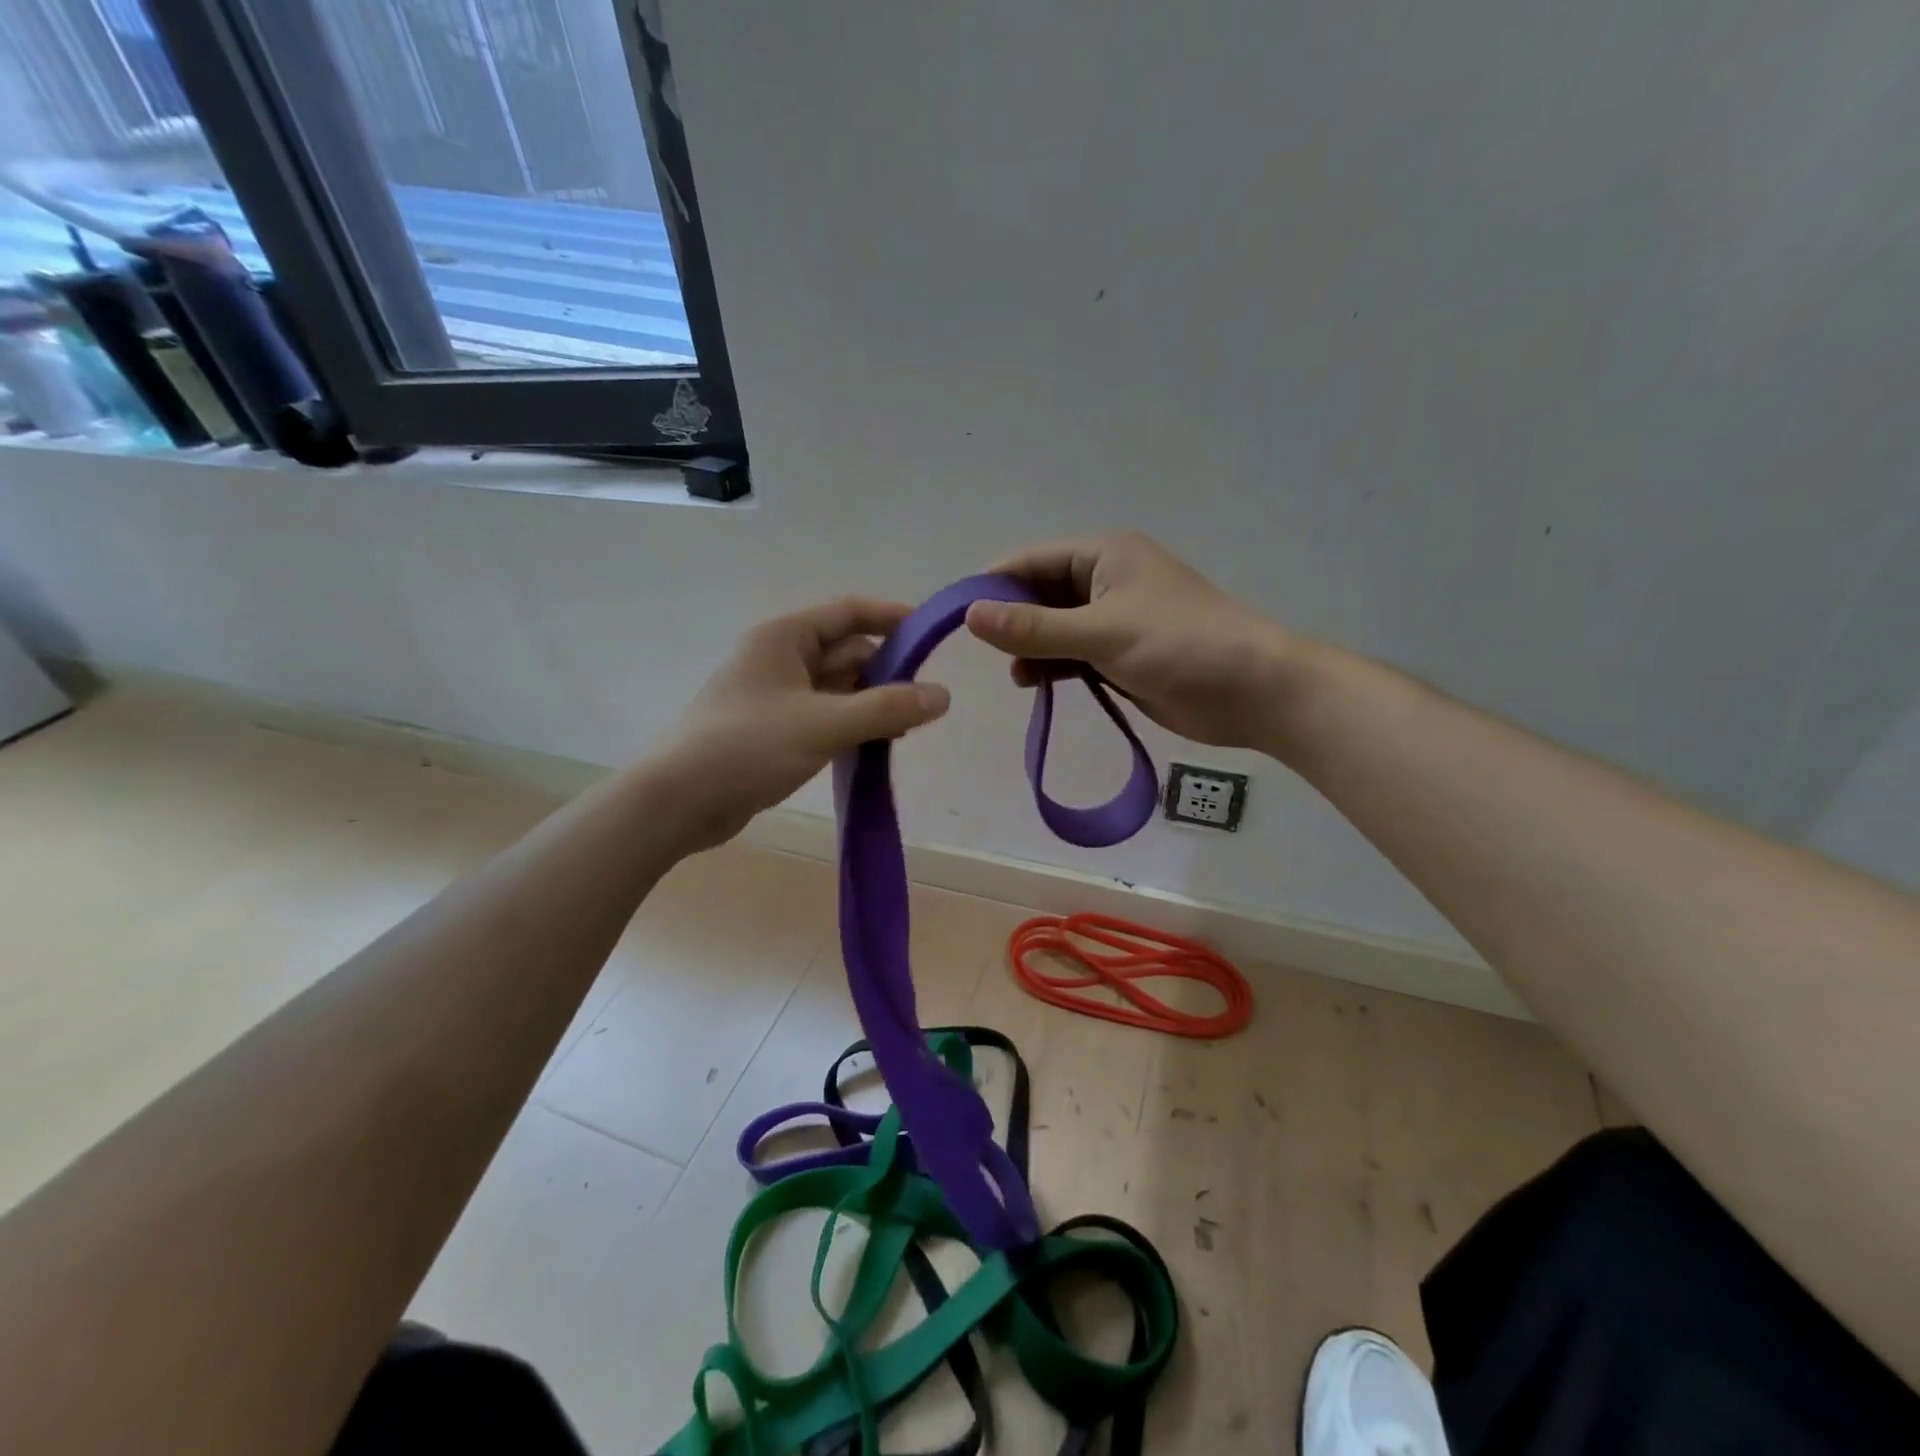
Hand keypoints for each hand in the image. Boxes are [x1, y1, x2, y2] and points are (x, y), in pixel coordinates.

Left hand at [654, 597, 949, 851]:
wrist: (679, 801)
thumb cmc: (748, 747)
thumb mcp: (823, 724)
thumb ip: (886, 708)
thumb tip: (943, 694)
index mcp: (785, 637)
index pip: (849, 612)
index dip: (892, 618)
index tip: (932, 636)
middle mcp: (780, 658)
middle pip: (847, 651)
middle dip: (886, 673)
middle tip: (923, 702)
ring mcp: (776, 695)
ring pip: (838, 687)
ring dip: (870, 703)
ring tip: (904, 729)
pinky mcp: (774, 729)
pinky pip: (824, 715)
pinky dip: (850, 725)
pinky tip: (873, 746)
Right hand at [965, 533, 1288, 749]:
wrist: (1252, 691)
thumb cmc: (1179, 646)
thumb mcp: (1101, 633)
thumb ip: (1034, 628)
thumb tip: (969, 616)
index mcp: (1103, 555)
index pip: (1030, 560)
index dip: (992, 585)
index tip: (955, 617)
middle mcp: (1104, 580)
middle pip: (1039, 594)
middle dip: (1011, 620)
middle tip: (983, 652)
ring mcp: (1113, 619)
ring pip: (1053, 627)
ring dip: (1030, 648)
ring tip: (1016, 675)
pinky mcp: (1120, 654)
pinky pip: (1072, 654)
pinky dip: (1051, 666)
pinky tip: (1034, 684)